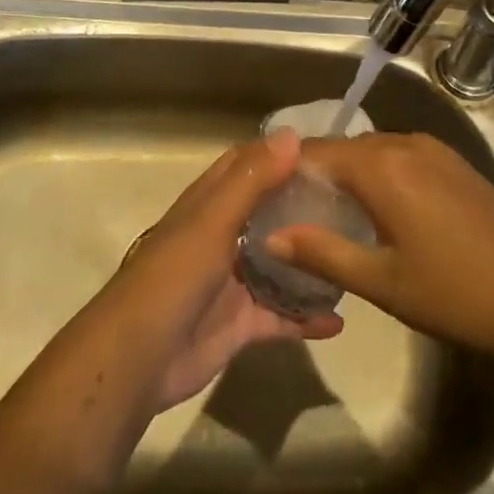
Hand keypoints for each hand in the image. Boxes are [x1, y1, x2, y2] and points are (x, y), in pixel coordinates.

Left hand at [106, 129, 342, 410]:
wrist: (138, 358)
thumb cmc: (174, 277)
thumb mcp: (213, 220)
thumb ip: (252, 180)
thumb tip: (293, 135)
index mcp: (210, 204)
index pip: (247, 164)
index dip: (280, 153)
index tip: (327, 151)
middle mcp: (222, 236)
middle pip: (268, 212)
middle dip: (304, 205)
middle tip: (355, 203)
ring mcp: (232, 281)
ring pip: (279, 264)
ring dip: (309, 260)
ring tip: (354, 254)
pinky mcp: (240, 324)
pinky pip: (281, 316)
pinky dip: (306, 318)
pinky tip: (341, 320)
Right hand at [265, 132, 493, 363]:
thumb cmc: (455, 294)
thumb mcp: (381, 281)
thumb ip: (322, 253)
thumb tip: (271, 236)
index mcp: (381, 166)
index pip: (315, 152)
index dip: (285, 171)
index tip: (265, 198)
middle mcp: (404, 143)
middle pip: (343, 148)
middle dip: (315, 173)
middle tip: (293, 211)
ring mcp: (434, 150)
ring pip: (372, 151)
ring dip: (348, 173)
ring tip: (331, 213)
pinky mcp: (454, 162)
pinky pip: (400, 156)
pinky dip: (378, 174)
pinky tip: (379, 210)